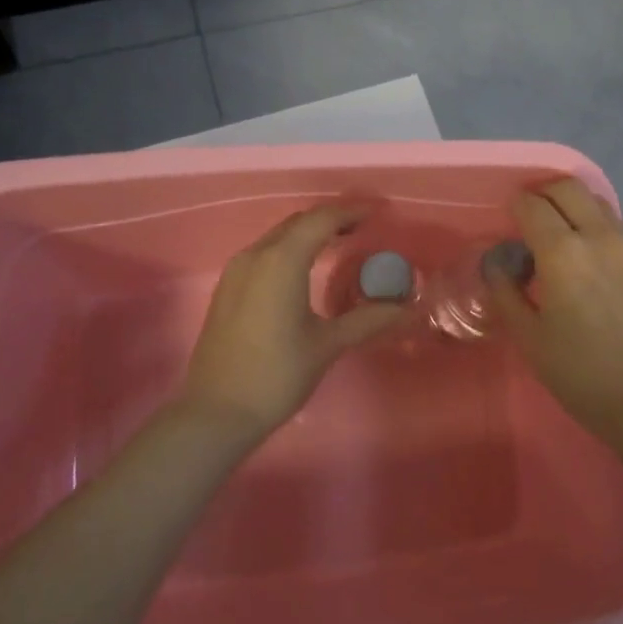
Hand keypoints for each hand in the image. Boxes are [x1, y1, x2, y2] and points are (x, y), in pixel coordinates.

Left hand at [182, 201, 405, 438]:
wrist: (215, 413)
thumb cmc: (276, 375)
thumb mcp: (327, 345)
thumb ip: (367, 319)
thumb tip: (407, 308)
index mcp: (281, 261)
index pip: (322, 219)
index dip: (352, 211)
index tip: (379, 211)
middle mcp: (256, 255)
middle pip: (299, 223)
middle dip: (332, 219)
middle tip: (365, 226)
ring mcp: (237, 271)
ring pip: (279, 236)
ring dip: (310, 233)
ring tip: (341, 242)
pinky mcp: (228, 288)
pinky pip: (265, 253)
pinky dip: (291, 249)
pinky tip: (307, 268)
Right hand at [486, 179, 622, 440]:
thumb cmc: (583, 373)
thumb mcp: (530, 338)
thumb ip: (506, 292)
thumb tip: (497, 265)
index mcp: (563, 251)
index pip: (531, 204)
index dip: (514, 207)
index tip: (508, 222)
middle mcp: (599, 235)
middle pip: (568, 187)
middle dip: (543, 193)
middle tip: (531, 218)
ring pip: (597, 203)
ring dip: (574, 207)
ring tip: (562, 238)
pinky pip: (619, 227)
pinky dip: (598, 228)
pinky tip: (594, 263)